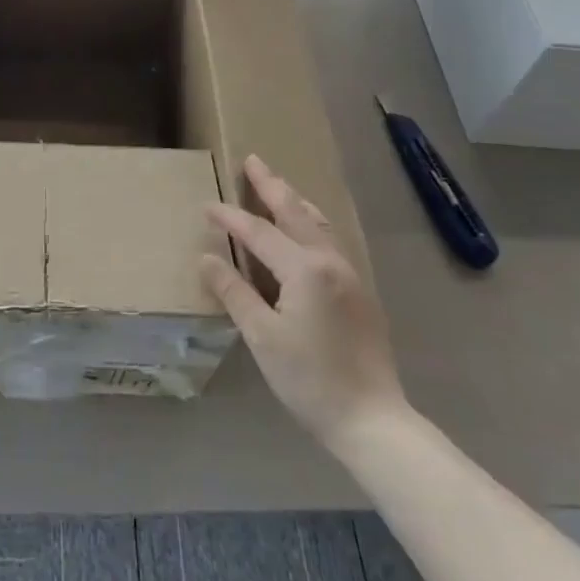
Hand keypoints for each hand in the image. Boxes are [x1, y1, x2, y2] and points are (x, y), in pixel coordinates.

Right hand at [200, 155, 405, 447]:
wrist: (373, 420)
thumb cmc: (311, 379)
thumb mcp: (262, 337)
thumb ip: (234, 292)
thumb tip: (207, 258)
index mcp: (304, 269)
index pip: (258, 232)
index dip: (230, 217)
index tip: (206, 205)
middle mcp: (329, 261)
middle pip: (295, 212)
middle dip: (271, 185)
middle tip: (253, 160)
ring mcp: (349, 274)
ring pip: (318, 222)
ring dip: (294, 200)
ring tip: (278, 185)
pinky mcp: (359, 291)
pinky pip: (330, 240)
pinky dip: (310, 222)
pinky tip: (305, 228)